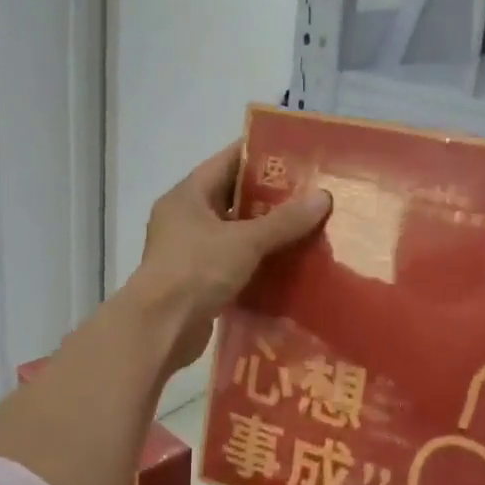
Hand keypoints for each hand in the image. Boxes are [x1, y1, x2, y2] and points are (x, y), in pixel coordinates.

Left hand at [127, 142, 330, 375]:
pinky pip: (231, 261)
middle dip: (268, 197)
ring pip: (233, 232)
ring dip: (264, 232)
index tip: (295, 155)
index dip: (260, 156)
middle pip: (231, 197)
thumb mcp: (245, 241)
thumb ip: (284, 220)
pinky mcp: (196, 280)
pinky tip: (286, 264)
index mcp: (188, 195)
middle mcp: (184, 217)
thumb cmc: (197, 271)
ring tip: (305, 227)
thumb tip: (323, 196)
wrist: (160, 328)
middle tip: (309, 193)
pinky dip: (255, 261)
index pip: (227, 162)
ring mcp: (188, 250)